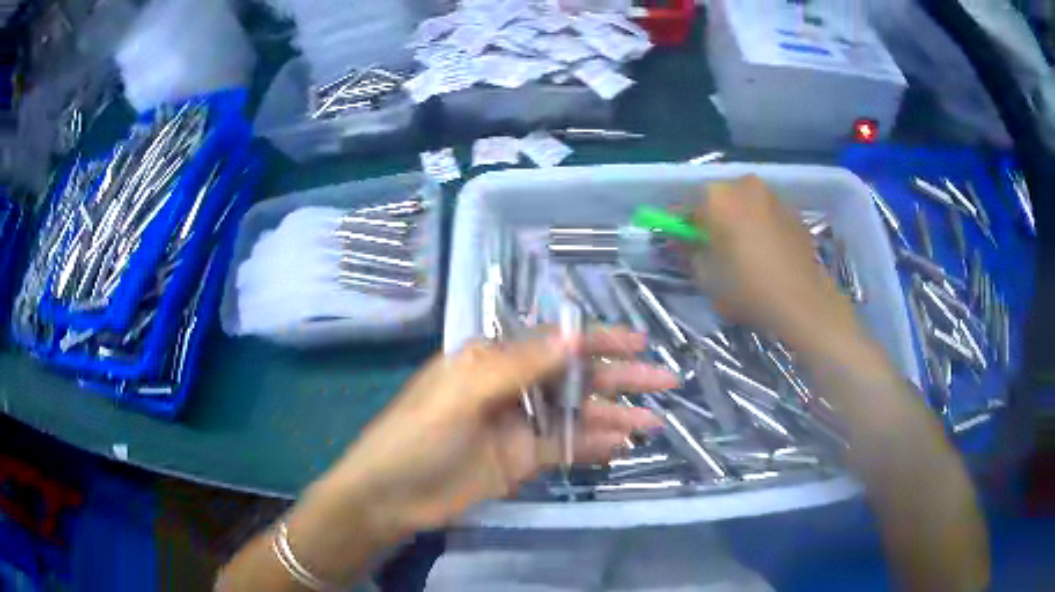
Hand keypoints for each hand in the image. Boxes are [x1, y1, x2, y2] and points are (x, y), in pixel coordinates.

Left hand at [328, 327, 677, 535]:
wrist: (391, 496)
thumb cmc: (418, 435)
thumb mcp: (464, 392)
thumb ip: (520, 364)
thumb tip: (574, 333)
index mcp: (492, 359)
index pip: (554, 343)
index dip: (598, 341)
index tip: (639, 343)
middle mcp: (511, 386)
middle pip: (574, 377)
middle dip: (619, 378)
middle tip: (664, 381)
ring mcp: (519, 425)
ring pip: (576, 414)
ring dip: (614, 416)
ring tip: (654, 422)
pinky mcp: (523, 459)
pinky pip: (566, 447)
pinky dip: (594, 445)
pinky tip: (623, 445)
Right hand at [691, 175, 858, 353]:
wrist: (803, 302)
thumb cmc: (749, 289)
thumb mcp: (707, 276)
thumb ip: (689, 252)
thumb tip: (684, 241)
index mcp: (717, 197)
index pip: (687, 208)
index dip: (683, 229)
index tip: (683, 246)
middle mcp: (744, 185)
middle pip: (718, 201)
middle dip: (713, 221)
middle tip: (715, 251)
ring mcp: (773, 195)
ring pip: (745, 205)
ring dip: (739, 222)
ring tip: (744, 254)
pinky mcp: (793, 211)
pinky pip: (767, 214)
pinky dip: (761, 227)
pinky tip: (766, 255)